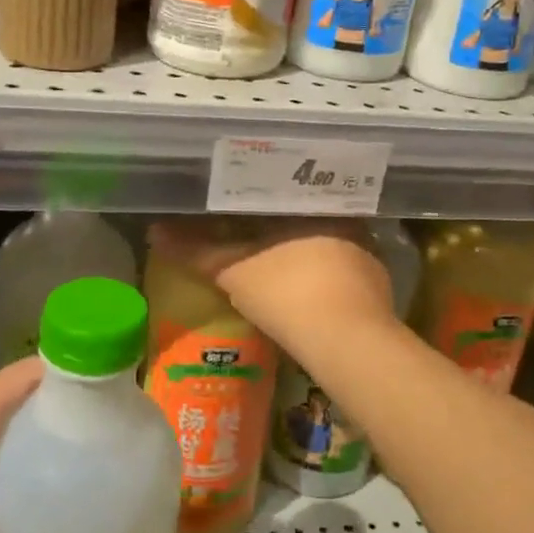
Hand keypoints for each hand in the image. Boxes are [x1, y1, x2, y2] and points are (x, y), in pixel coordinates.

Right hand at [149, 218, 396, 350]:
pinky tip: (309, 287)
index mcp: (314, 203)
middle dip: (281, 221)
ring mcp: (368, 252)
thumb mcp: (234, 271)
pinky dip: (325, 273)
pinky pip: (344, 268)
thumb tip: (154, 231)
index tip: (238, 200)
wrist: (348, 343)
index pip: (283, 189)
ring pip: (328, 240)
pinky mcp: (378, 283)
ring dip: (305, 247)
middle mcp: (347, 218)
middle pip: (306, 213)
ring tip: (276, 255)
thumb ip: (196, 250)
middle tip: (251, 228)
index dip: (258, 196)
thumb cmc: (288, 293)